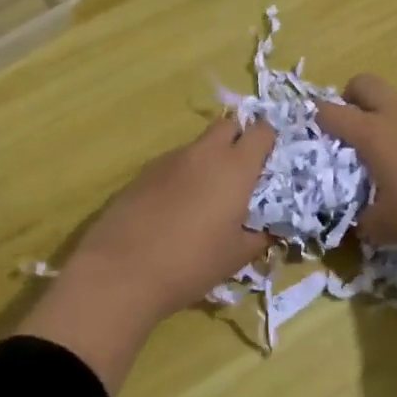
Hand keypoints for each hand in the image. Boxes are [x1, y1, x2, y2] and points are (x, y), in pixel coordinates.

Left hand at [18, 118, 277, 391]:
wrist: (122, 271)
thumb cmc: (191, 263)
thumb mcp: (237, 256)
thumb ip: (262, 236)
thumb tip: (274, 228)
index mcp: (235, 167)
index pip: (261, 131)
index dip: (270, 139)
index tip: (272, 159)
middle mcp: (204, 153)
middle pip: (228, 125)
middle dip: (239, 138)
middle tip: (243, 170)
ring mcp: (170, 159)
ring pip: (199, 145)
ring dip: (210, 158)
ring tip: (209, 194)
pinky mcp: (144, 172)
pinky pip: (174, 162)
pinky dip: (184, 174)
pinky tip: (177, 206)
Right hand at [320, 75, 396, 359]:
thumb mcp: (387, 228)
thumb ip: (362, 222)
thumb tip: (356, 221)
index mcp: (374, 133)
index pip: (331, 112)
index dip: (314, 120)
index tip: (309, 136)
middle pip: (364, 83)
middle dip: (349, 99)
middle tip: (347, 132)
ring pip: (395, 104)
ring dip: (382, 121)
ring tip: (384, 163)